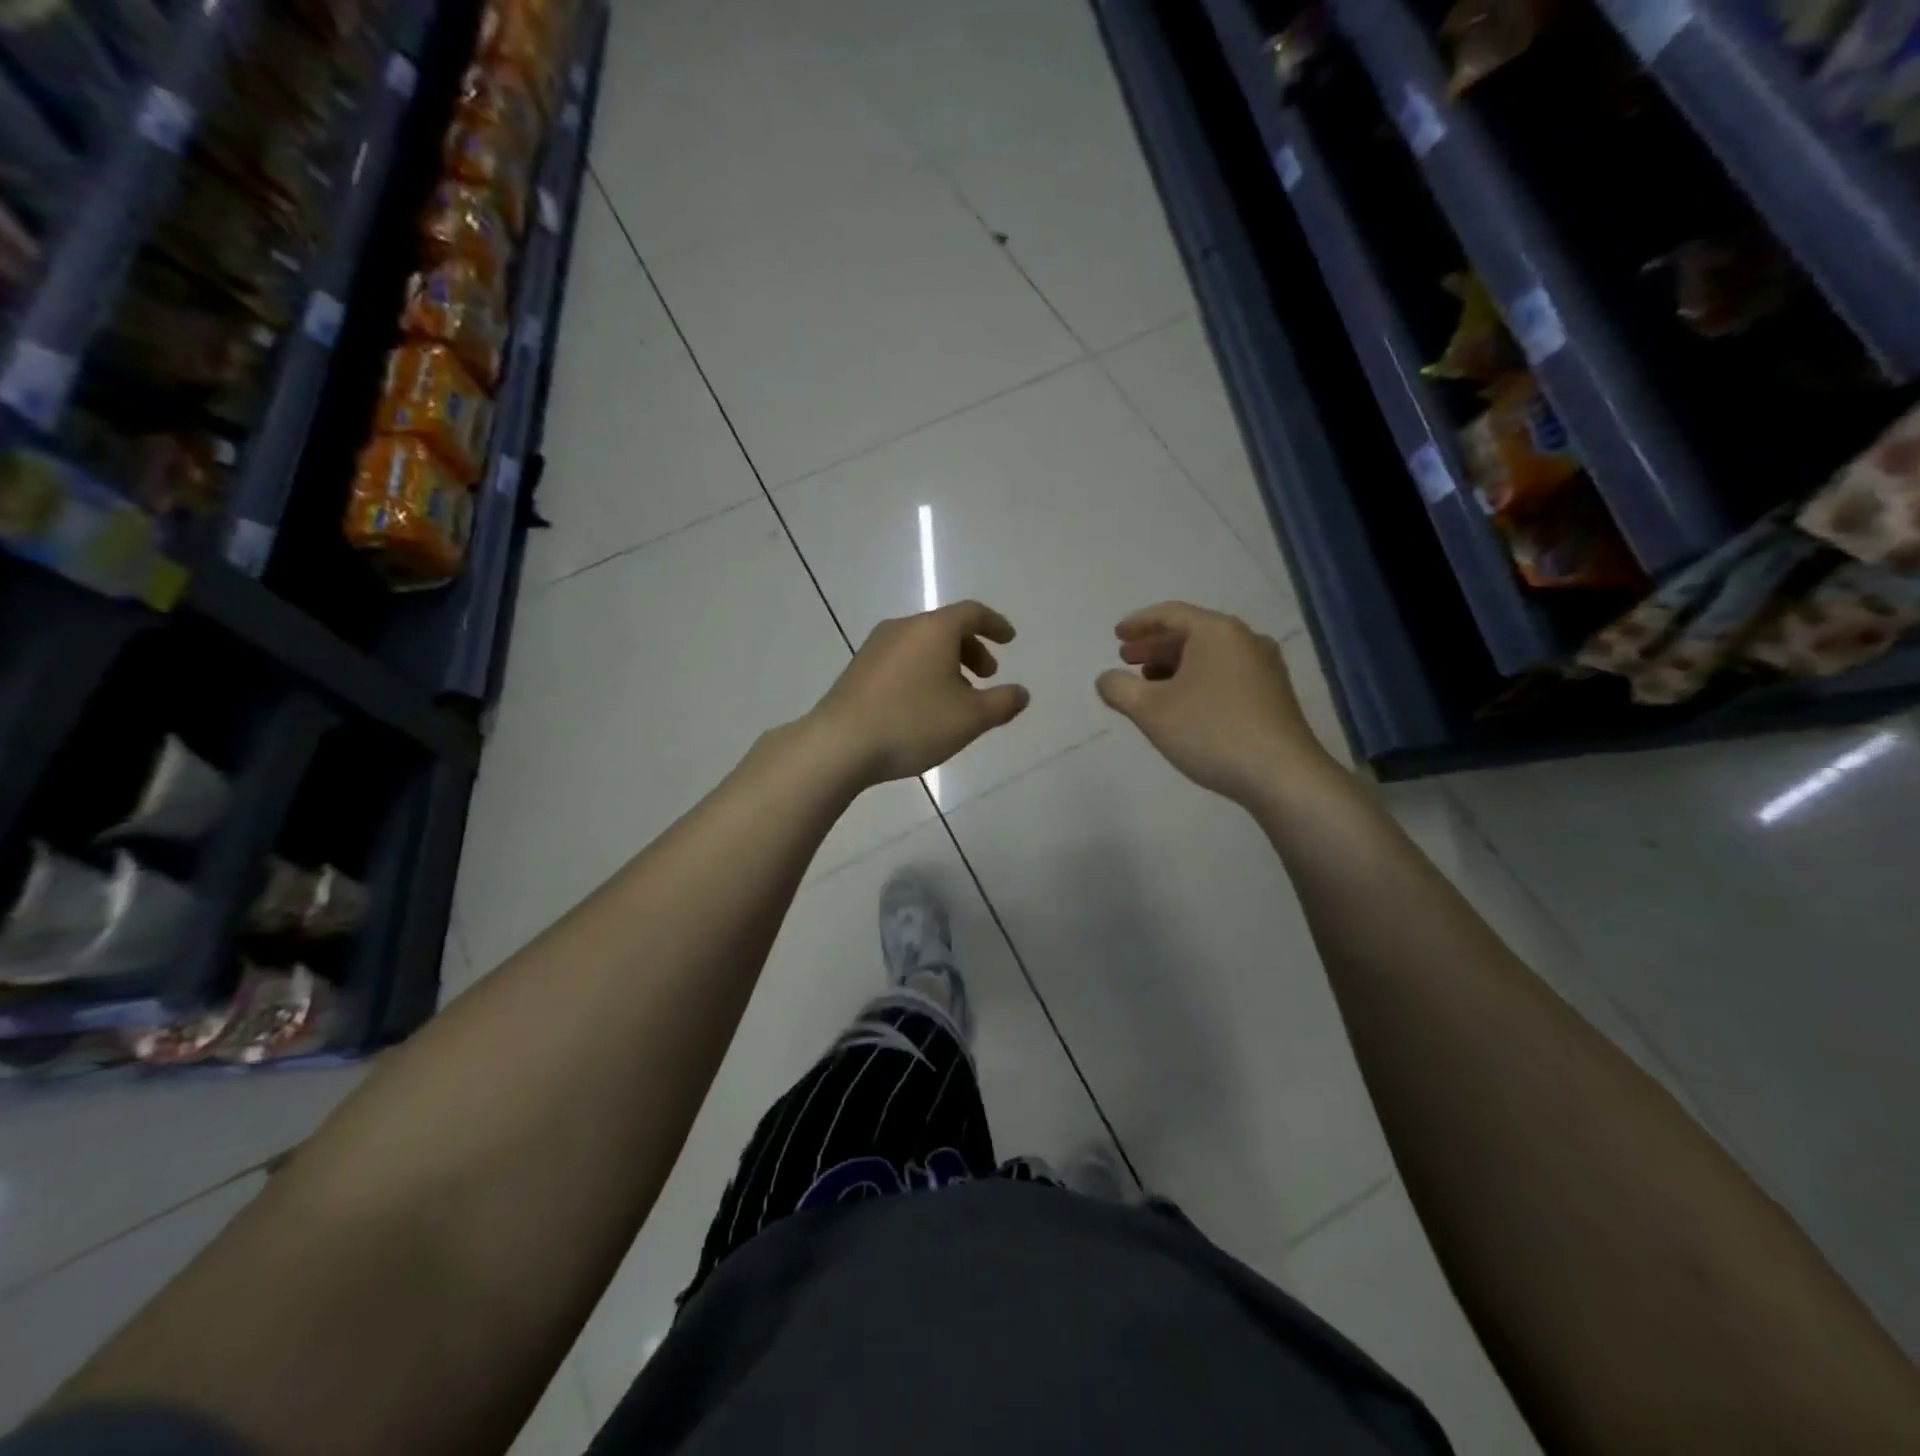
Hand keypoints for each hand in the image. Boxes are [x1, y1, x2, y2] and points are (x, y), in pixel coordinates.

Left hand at [810, 601, 1030, 785]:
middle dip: (972, 649)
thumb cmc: (913, 723)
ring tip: (958, 699)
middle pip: (946, 628)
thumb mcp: (970, 718)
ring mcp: (875, 648)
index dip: (995, 625)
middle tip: (988, 676)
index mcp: (933, 629)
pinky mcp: (858, 670)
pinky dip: (923, 673)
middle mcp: (903, 628)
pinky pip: (902, 661)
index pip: (972, 613)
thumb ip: (1002, 703)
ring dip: (947, 664)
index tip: (1010, 640)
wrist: (840, 744)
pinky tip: (924, 707)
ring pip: (922, 646)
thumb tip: (1021, 693)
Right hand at [1095, 601, 1335, 802]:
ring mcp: (1265, 667)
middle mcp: (1245, 640)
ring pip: (1210, 656)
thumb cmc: (1210, 732)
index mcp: (1217, 632)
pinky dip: (1198, 680)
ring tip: (1150, 686)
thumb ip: (1119, 689)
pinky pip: (1226, 674)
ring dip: (1175, 665)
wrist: (1281, 775)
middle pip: (1192, 633)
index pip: (1171, 614)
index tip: (1117, 635)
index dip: (1139, 623)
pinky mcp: (1273, 695)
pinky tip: (1184, 705)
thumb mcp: (1150, 711)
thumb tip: (1106, 679)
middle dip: (1155, 646)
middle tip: (1127, 660)